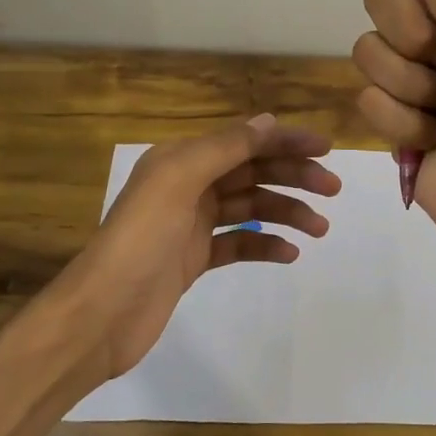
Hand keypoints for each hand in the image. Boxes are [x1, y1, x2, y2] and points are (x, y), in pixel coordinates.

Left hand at [57, 114, 339, 382]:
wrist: (103, 313)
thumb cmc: (141, 239)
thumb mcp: (179, 181)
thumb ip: (224, 148)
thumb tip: (268, 122)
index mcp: (181, 159)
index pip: (243, 142)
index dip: (285, 141)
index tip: (326, 150)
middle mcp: (187, 185)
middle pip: (251, 172)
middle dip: (293, 177)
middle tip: (332, 190)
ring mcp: (191, 224)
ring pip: (250, 208)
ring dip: (286, 212)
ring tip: (319, 228)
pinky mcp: (193, 259)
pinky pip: (238, 243)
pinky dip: (264, 244)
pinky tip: (288, 254)